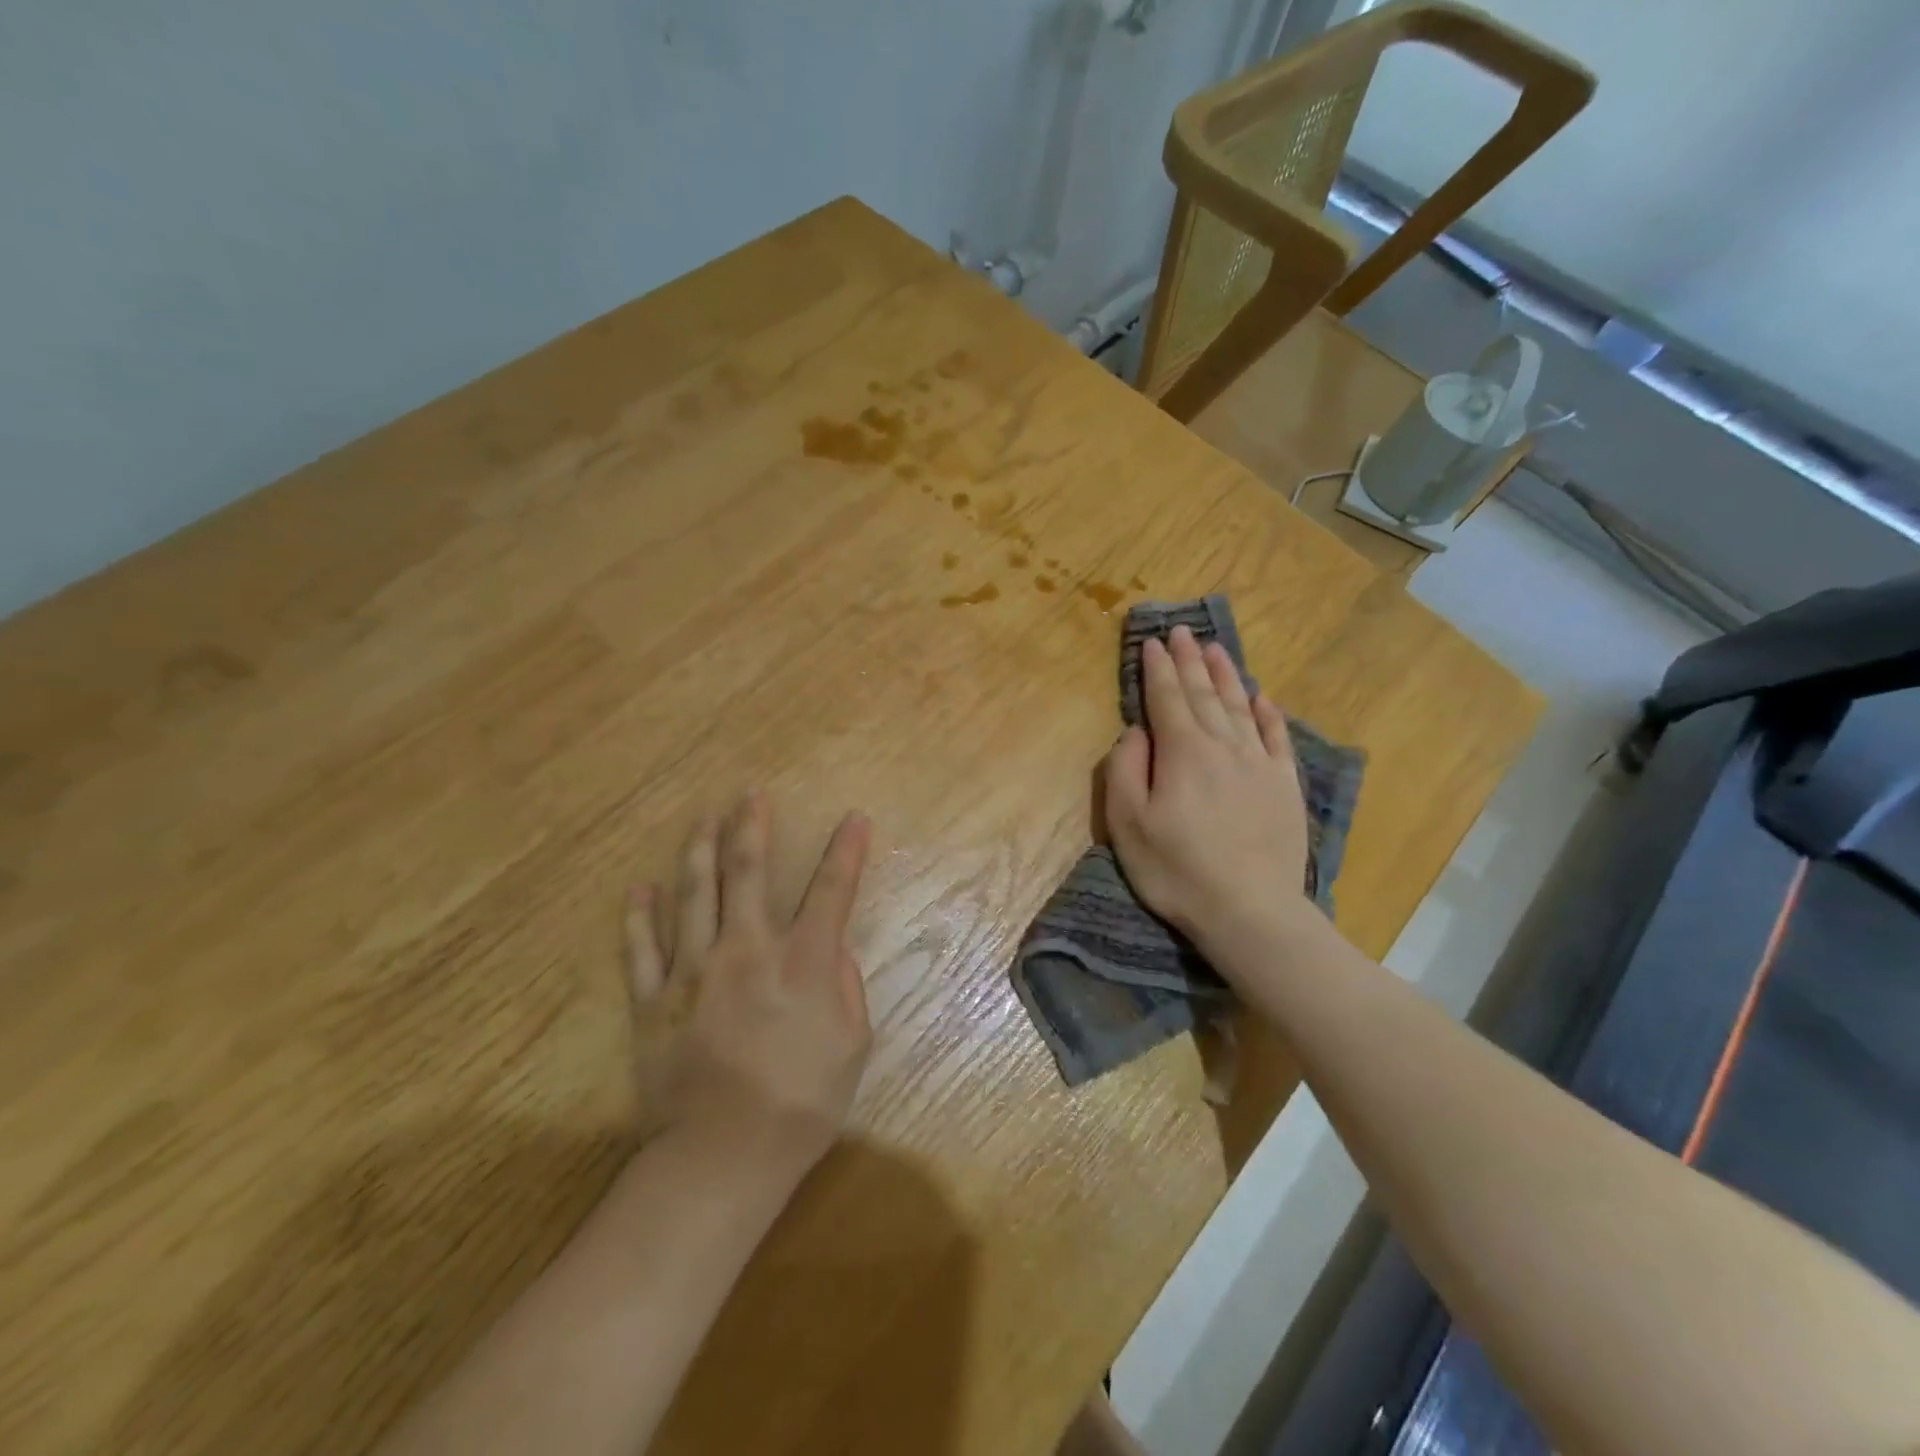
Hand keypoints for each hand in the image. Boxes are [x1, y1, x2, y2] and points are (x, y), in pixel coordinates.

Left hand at [627, 793, 873, 1174]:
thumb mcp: (852, 1045)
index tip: (854, 818)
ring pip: (693, 895)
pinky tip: (640, 888)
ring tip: (702, 818)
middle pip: (747, 873)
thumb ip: (846, 988)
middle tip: (750, 795)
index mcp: (802, 961)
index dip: (846, 850)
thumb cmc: (801, 1102)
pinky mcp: (654, 1001)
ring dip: (699, 850)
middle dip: (752, 827)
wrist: (724, 1154)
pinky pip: (642, 949)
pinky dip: (639, 917)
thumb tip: (832, 953)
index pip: (831, 890)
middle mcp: (747, 950)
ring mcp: (694, 971)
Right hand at [1103, 626, 1309, 950]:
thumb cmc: (1176, 869)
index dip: (1156, 668)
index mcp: (1182, 751)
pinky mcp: (1284, 786)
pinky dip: (1268, 713)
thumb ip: (1126, 768)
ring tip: (1215, 648)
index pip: (1165, 698)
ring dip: (1226, 675)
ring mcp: (1259, 764)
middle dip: (1189, 660)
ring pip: (1241, 706)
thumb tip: (1136, 731)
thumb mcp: (1128, 823)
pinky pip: (1276, 737)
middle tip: (1181, 631)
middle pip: (1203, 693)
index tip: (1151, 642)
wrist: (1250, 911)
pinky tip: (1263, 697)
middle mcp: (1223, 745)